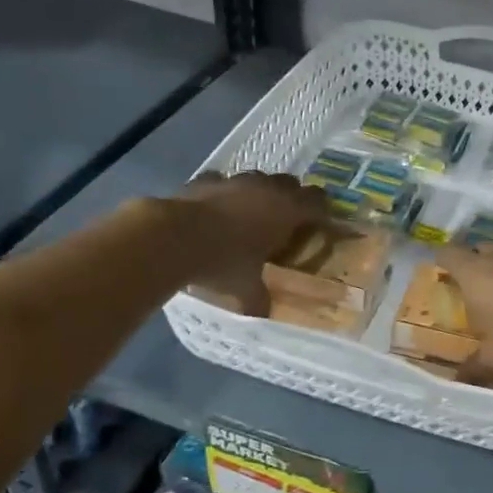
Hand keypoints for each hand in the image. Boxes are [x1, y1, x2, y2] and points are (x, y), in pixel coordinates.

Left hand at [169, 172, 327, 315]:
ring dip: (258, 192)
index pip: (317, 200)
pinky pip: (222, 182)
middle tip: (285, 220)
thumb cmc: (222, 262)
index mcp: (286, 211)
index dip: (321, 210)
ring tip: (249, 214)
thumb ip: (258, 298)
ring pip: (257, 178)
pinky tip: (215, 208)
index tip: (319, 222)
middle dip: (290, 198)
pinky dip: (223, 192)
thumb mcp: (245, 289)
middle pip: (290, 183)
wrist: (172, 237)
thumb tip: (264, 313)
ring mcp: (234, 180)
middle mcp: (265, 188)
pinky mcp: (205, 180)